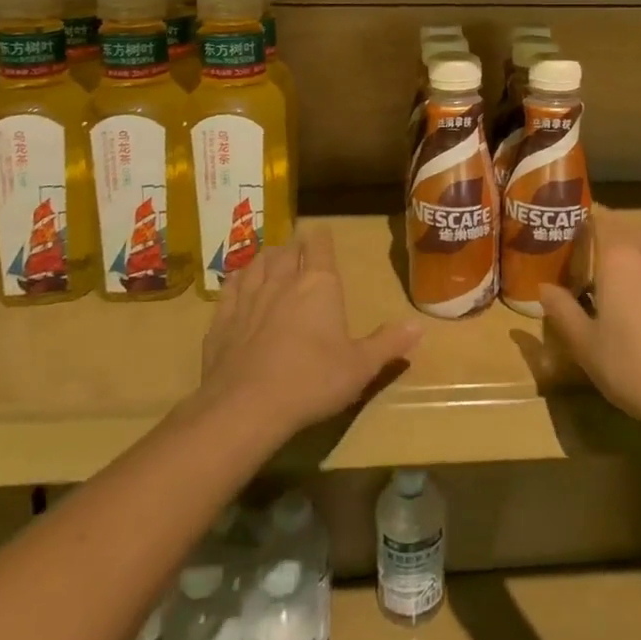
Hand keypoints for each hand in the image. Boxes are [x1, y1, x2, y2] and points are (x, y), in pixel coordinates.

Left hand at [198, 226, 422, 437]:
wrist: (246, 406)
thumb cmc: (312, 381)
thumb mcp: (360, 367)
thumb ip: (388, 343)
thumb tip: (419, 326)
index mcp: (318, 285)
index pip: (319, 247)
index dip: (321, 238)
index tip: (322, 233)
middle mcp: (282, 281)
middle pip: (286, 251)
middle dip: (294, 247)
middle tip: (298, 248)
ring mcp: (247, 298)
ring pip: (256, 264)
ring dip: (266, 258)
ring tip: (270, 258)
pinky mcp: (221, 320)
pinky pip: (229, 288)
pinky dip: (236, 281)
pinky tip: (237, 284)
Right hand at [540, 210, 640, 445]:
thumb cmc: (630, 367)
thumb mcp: (583, 343)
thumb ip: (561, 309)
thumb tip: (544, 288)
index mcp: (618, 256)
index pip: (599, 220)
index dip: (584, 226)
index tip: (572, 242)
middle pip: (627, 229)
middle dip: (610, 239)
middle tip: (596, 264)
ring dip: (640, 250)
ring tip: (630, 276)